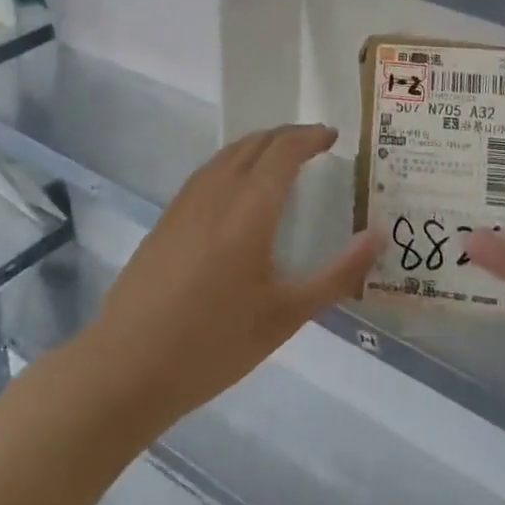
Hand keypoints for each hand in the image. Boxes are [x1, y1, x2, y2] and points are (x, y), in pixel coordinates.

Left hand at [87, 124, 379, 433]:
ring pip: (228, 153)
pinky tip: (239, 190)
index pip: (284, 150)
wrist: (125, 369)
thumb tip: (379, 235)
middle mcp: (217, 191)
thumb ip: (338, 273)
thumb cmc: (215, 344)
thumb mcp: (287, 315)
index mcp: (250, 207)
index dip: (310, 136)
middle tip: (314, 145)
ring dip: (259, 145)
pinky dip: (234, 162)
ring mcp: (186, 202)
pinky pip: (208, 171)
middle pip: (255, 142)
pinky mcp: (166, 219)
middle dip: (287, 135)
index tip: (333, 137)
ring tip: (281, 160)